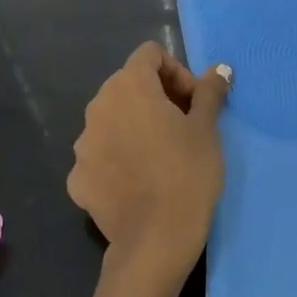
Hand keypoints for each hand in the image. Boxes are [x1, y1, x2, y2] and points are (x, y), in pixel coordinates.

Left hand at [67, 41, 229, 279]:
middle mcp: (97, 108)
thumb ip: (209, 91)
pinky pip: (101, 154)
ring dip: (136, 125)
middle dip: (158, 96)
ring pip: (113, 119)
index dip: (177, 71)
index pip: (149, 55)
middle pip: (128, 85)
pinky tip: (140, 181)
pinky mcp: (77, 178)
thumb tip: (218, 68)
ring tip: (162, 154)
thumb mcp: (206, 128)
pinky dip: (119, 157)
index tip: (194, 101)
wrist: (155, 241)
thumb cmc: (187, 172)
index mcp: (129, 87)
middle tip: (184, 125)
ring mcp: (82, 145)